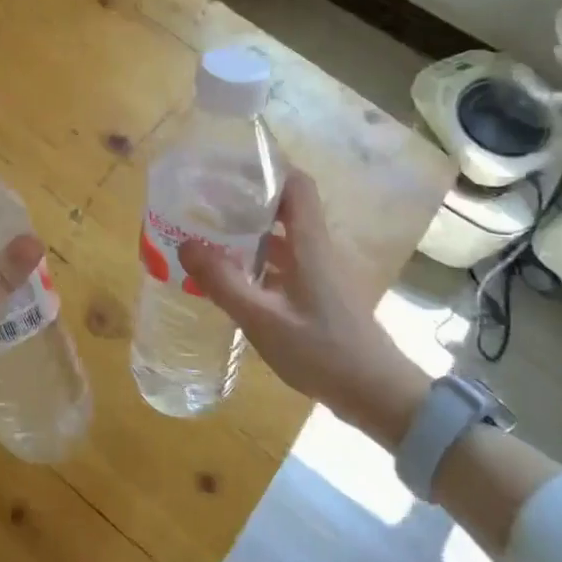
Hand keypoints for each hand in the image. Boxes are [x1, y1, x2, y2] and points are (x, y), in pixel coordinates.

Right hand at [181, 171, 426, 447]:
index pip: (296, 184)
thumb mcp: (264, 319)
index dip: (267, 169)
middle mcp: (317, 249)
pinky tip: (232, 278)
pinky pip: (285, 264)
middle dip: (246, 200)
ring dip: (250, 233)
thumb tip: (185, 244)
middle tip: (205, 202)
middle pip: (285, 208)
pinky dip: (258, 261)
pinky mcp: (320, 295)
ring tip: (209, 236)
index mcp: (310, 243)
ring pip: (283, 238)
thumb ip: (223, 283)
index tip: (228, 167)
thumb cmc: (323, 351)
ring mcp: (321, 273)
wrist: (377, 394)